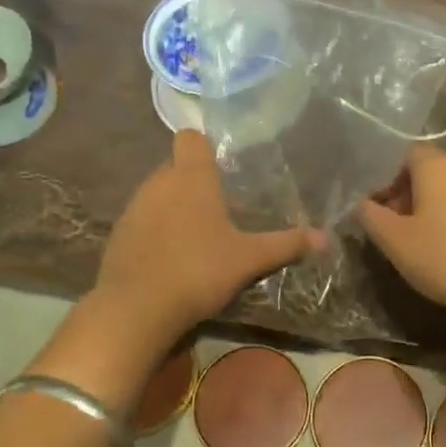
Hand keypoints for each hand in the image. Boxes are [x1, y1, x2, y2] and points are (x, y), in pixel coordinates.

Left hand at [95, 131, 320, 342]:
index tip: (223, 163)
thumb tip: (326, 238)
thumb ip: (286, 244)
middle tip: (221, 204)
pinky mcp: (118, 234)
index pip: (190, 137)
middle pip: (176, 165)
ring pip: (158, 193)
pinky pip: (143, 220)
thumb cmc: (199, 270)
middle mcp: (159, 183)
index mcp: (191, 177)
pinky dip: (157, 229)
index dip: (205, 144)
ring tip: (199, 233)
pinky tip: (172, 256)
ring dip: (175, 205)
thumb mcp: (250, 259)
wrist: (136, 309)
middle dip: (195, 179)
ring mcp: (134, 208)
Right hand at [356, 144, 445, 317]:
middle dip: (405, 195)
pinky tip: (444, 250)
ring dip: (427, 210)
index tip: (377, 207)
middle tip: (391, 228)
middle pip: (426, 172)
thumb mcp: (395, 240)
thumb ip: (371, 217)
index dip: (386, 177)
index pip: (405, 154)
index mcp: (436, 166)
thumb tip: (360, 204)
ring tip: (415, 242)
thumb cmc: (445, 256)